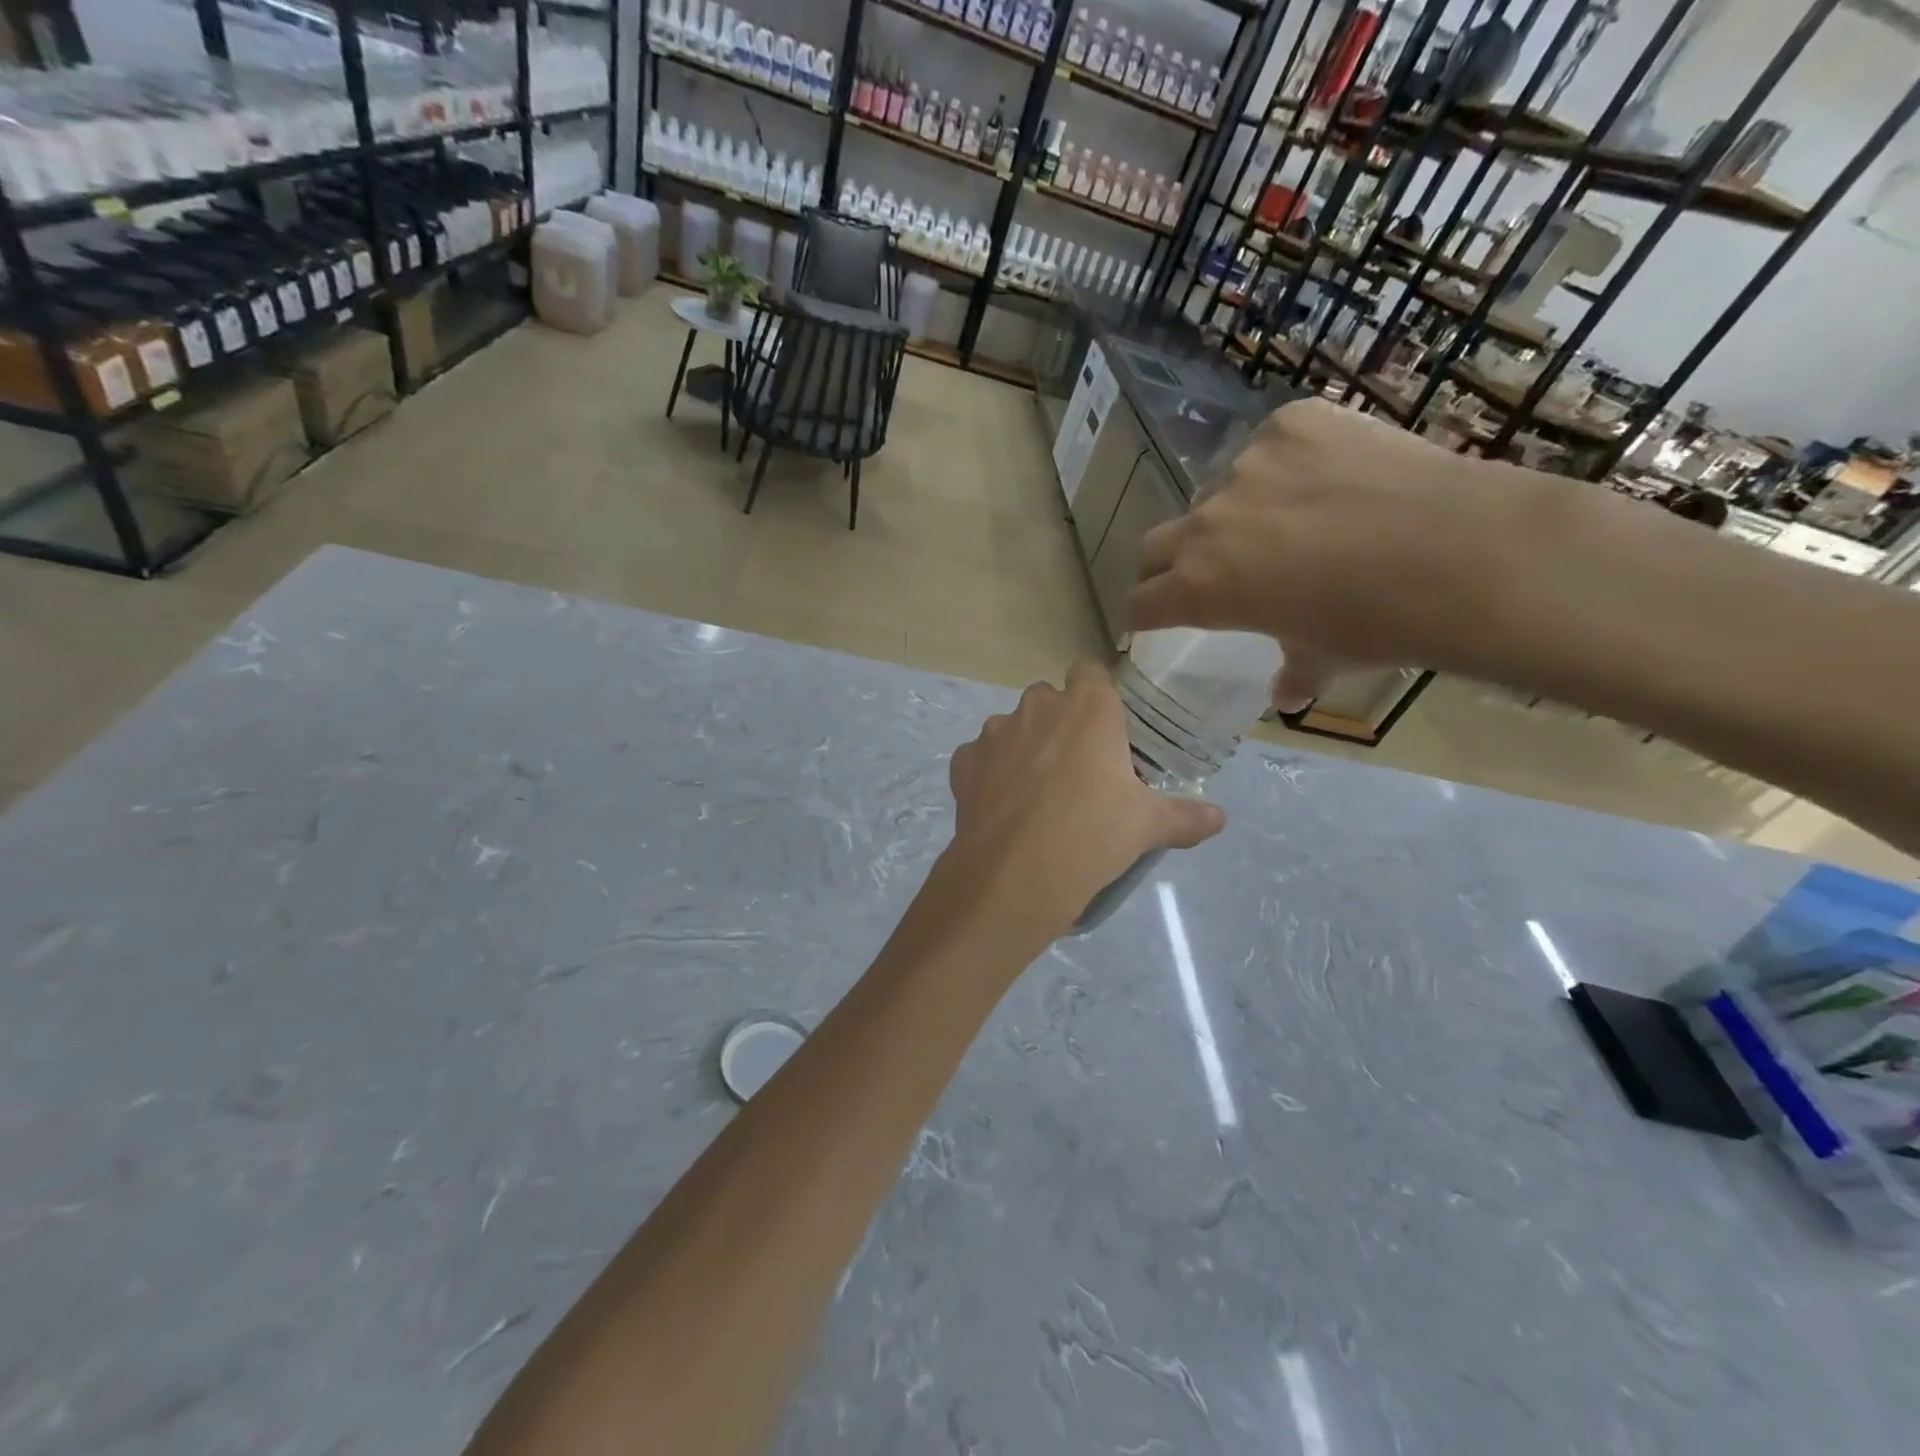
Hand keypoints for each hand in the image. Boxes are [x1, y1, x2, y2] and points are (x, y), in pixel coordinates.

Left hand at [938, 663, 1224, 940]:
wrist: (1015, 875)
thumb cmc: (1092, 835)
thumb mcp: (1148, 826)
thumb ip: (1186, 816)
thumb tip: (1220, 818)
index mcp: (1087, 707)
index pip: (1090, 673)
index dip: (1097, 696)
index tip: (1107, 730)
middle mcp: (1037, 707)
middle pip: (1049, 699)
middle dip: (1061, 723)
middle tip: (1078, 768)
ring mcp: (994, 733)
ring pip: (1012, 727)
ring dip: (1024, 747)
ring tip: (1038, 793)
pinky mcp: (963, 762)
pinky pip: (980, 757)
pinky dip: (990, 773)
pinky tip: (1003, 806)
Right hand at [1126, 398, 1550, 708]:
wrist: (1461, 553)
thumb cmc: (1378, 624)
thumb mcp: (1326, 656)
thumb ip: (1293, 671)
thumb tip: (1287, 696)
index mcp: (1199, 588)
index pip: (1141, 603)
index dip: (1143, 615)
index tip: (1153, 618)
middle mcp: (1206, 524)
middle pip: (1156, 546)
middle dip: (1167, 565)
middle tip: (1203, 573)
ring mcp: (1246, 466)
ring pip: (1217, 492)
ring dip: (1232, 513)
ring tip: (1288, 520)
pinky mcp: (1291, 422)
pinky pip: (1269, 446)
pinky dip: (1284, 465)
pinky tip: (1329, 478)